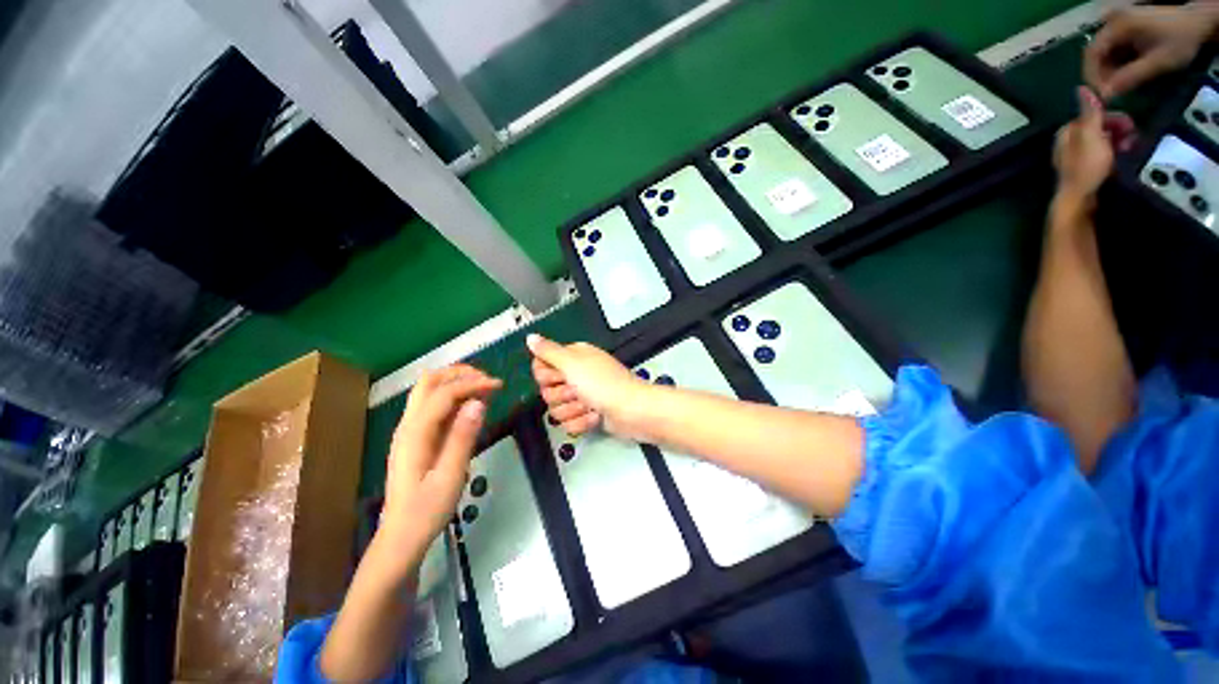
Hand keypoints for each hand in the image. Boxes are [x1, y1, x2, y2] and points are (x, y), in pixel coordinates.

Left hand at [378, 364, 500, 570]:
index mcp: (415, 433)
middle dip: (460, 374)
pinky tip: (472, 406)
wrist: (401, 538)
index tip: (499, 385)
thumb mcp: (450, 476)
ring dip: (457, 382)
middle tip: (488, 381)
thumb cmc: (426, 511)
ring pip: (430, 390)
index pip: (444, 393)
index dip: (472, 383)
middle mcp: (408, 425)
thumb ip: (463, 436)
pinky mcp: (416, 437)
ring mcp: (410, 430)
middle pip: (429, 382)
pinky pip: (434, 405)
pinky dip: (454, 397)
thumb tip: (479, 402)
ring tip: (485, 389)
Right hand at [528, 334, 642, 437]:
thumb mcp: (573, 363)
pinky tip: (595, 415)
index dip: (546, 375)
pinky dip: (582, 422)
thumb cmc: (604, 384)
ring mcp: (582, 396)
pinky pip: (569, 423)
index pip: (541, 366)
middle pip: (547, 390)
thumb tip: (531, 337)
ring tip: (590, 404)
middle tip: (578, 391)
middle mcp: (576, 375)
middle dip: (562, 395)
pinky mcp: (587, 414)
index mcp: (573, 357)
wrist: (631, 411)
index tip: (558, 376)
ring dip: (573, 410)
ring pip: (557, 409)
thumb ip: (548, 351)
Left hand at [1053, 87, 1135, 203]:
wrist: (1081, 200)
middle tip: (1134, 134)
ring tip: (1133, 146)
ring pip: (1102, 142)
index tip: (1129, 122)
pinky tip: (1125, 157)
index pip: (1092, 116)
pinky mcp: (1085, 172)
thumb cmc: (1087, 165)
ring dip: (1119, 141)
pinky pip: (1103, 156)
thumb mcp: (1091, 134)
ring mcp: (1076, 159)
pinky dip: (1115, 153)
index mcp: (1066, 133)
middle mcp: (1068, 144)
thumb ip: (1089, 112)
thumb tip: (1081, 87)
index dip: (1112, 116)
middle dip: (1118, 128)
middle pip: (1098, 128)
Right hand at [1085, 4, 1218, 99]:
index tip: (1099, 96)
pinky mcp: (1122, 28)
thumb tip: (1105, 95)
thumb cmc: (1179, 40)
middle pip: (1095, 54)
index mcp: (1117, 26)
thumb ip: (1131, 77)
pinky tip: (1125, 74)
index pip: (1092, 54)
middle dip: (1100, 75)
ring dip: (1108, 72)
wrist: (1197, 22)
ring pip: (1102, 54)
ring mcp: (1116, 23)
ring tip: (1120, 86)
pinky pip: (1110, 50)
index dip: (1091, 77)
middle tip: (1111, 94)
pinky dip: (1115, 65)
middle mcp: (1111, 21)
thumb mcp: (1158, 62)